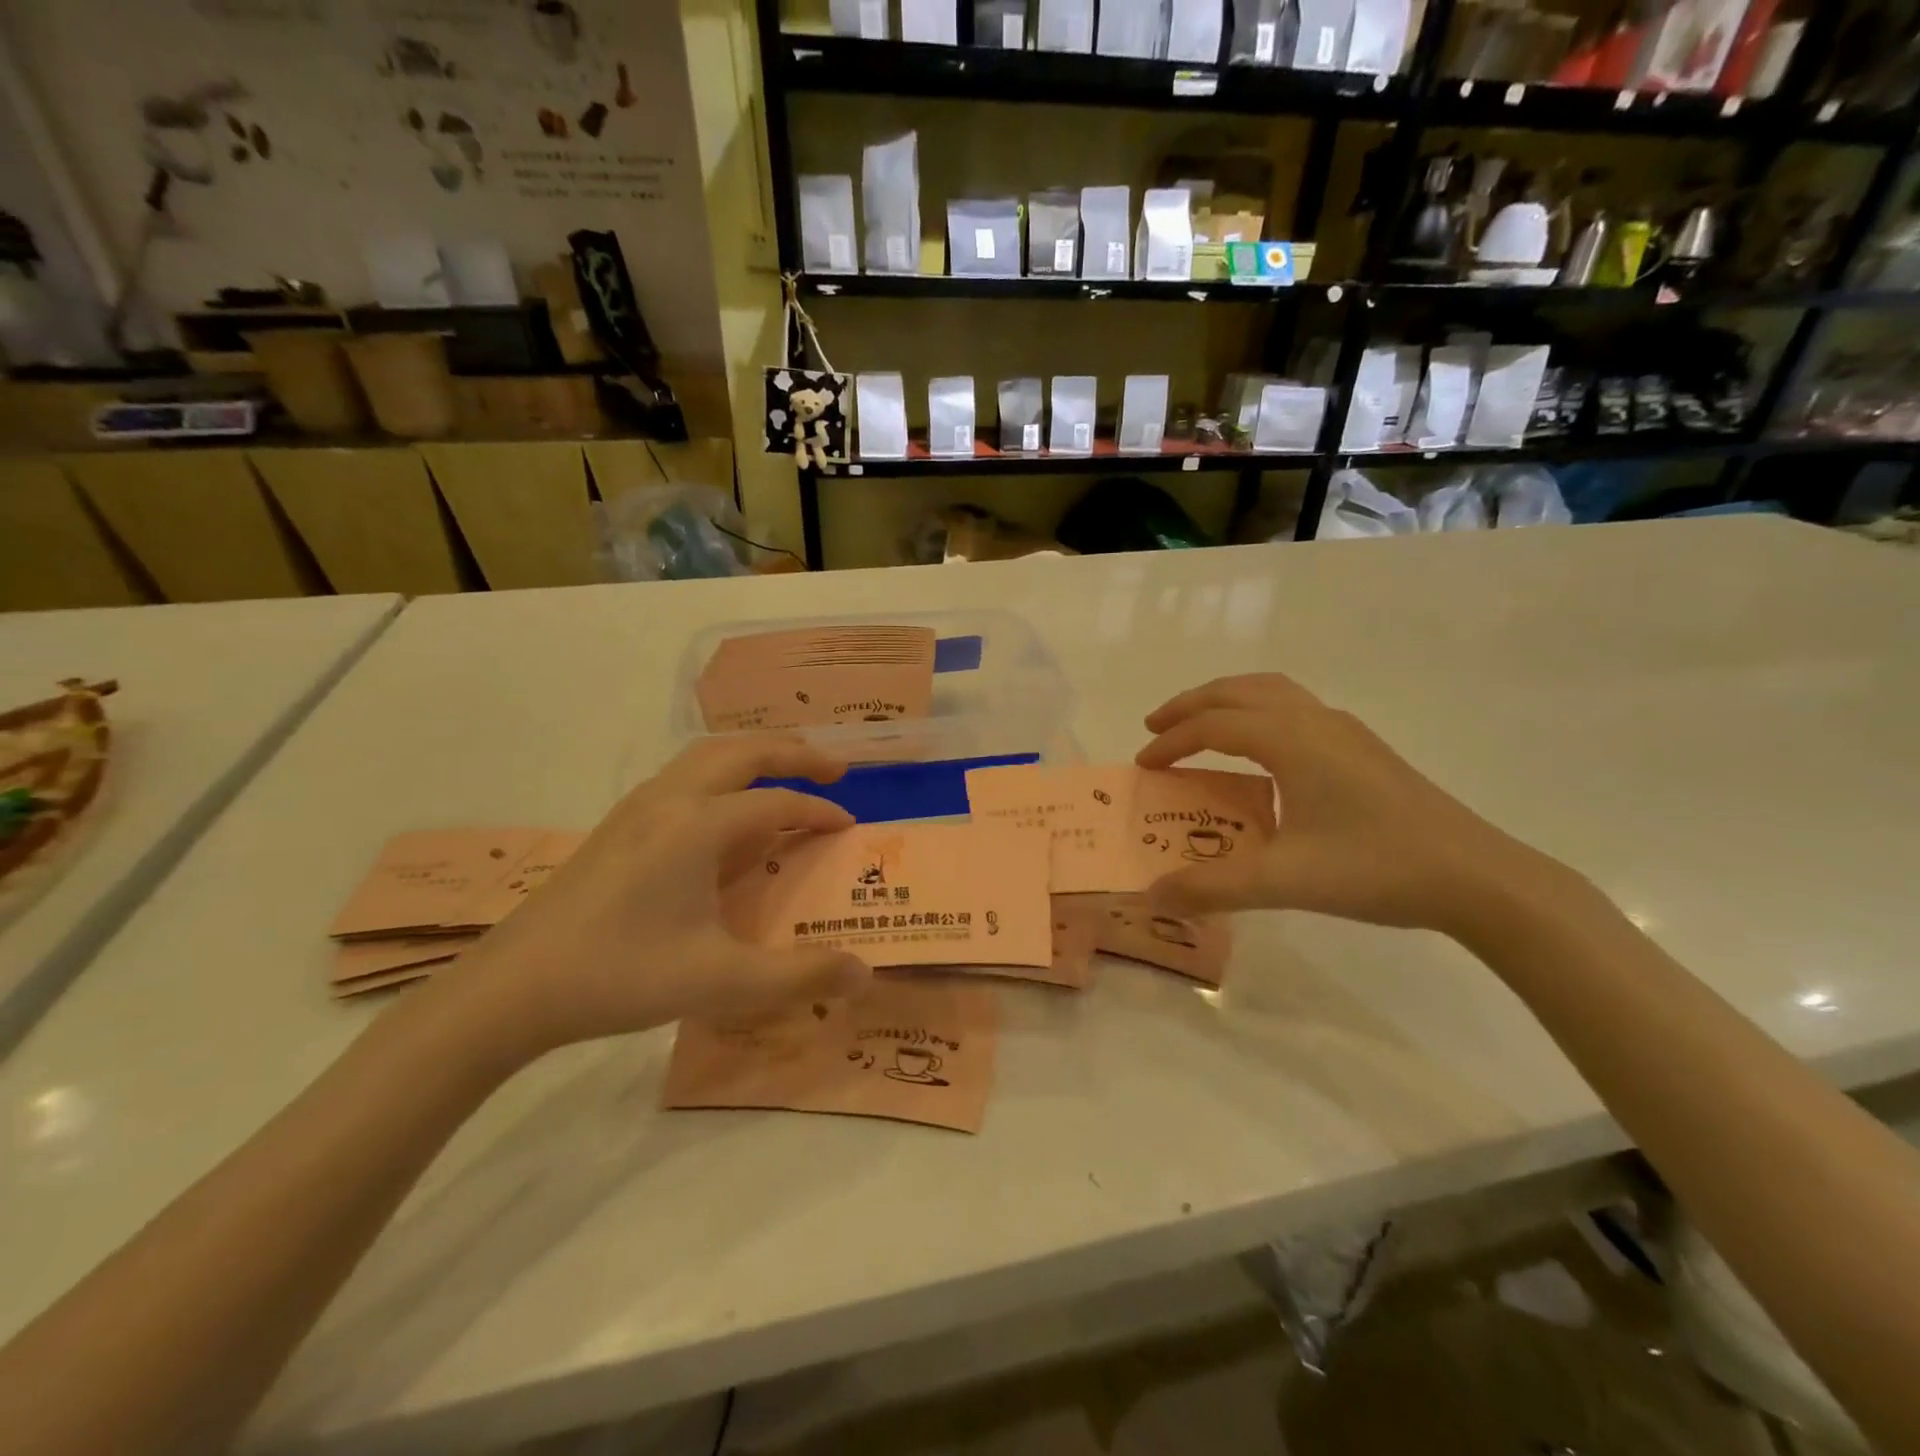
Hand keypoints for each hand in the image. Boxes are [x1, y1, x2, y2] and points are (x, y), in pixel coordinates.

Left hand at [443, 737, 869, 1060]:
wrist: (511, 988)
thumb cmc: (620, 976)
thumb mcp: (720, 982)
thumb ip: (799, 976)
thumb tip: (865, 974)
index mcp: (698, 825)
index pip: (777, 802)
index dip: (819, 812)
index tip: (850, 828)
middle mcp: (670, 800)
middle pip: (743, 751)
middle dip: (794, 752)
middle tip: (834, 770)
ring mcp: (638, 808)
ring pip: (707, 756)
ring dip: (754, 755)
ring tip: (785, 775)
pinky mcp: (618, 825)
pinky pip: (684, 776)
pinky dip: (722, 774)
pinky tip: (723, 813)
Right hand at [1136, 674, 1562, 935]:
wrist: (1478, 877)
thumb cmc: (1377, 868)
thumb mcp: (1285, 881)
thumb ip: (1213, 886)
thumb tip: (1152, 895)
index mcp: (1292, 740)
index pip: (1214, 725)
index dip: (1172, 741)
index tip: (1143, 765)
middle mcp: (1315, 721)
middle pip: (1240, 690)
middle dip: (1192, 704)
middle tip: (1157, 728)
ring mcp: (1345, 731)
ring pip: (1272, 692)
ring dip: (1227, 702)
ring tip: (1201, 728)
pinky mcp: (1363, 749)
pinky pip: (1295, 709)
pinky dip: (1258, 714)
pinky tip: (1262, 754)